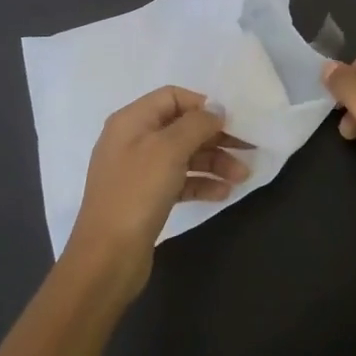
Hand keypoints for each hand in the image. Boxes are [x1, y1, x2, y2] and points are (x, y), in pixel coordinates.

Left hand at [63, 86, 249, 301]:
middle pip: (181, 127)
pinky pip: (179, 181)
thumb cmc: (137, 193)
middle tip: (248, 147)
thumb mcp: (169, 149)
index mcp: (132, 120)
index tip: (231, 120)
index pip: (173, 97)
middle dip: (215, 137)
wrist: (107, 258)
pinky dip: (201, 183)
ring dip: (214, 162)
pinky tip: (224, 193)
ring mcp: (139, 171)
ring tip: (243, 176)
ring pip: (184, 156)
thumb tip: (217, 110)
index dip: (203, 105)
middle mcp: (133, 140)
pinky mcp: (146, 199)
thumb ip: (197, 124)